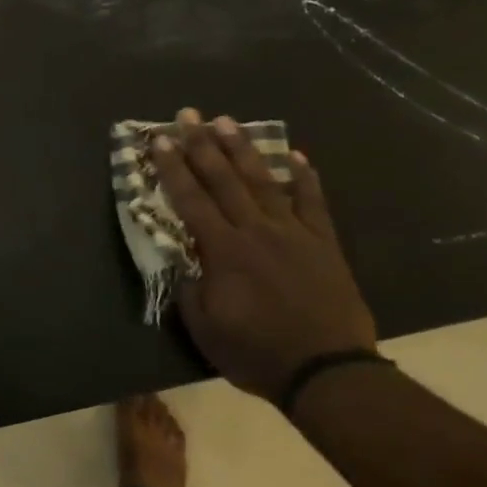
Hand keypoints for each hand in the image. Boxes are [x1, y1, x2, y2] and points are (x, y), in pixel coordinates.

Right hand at [149, 110, 376, 399]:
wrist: (327, 370)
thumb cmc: (257, 352)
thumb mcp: (205, 329)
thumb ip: (189, 289)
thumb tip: (181, 260)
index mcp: (223, 251)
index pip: (191, 200)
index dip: (173, 168)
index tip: (159, 140)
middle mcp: (256, 231)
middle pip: (224, 180)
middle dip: (202, 145)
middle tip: (187, 115)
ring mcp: (293, 233)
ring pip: (263, 181)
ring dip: (243, 149)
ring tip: (227, 121)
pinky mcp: (323, 243)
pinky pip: (312, 202)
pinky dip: (304, 177)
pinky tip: (296, 155)